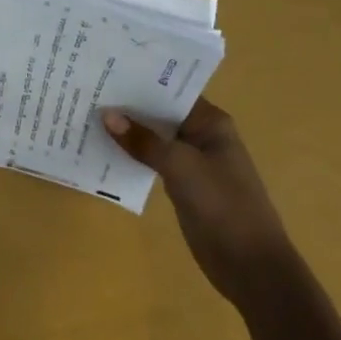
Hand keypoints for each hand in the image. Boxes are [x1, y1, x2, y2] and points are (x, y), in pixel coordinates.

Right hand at [104, 99, 291, 308]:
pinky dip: (134, 155)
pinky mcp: (184, 186)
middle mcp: (202, 135)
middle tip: (88, 89)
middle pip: (160, 113)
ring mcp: (193, 162)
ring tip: (88, 114)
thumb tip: (106, 114)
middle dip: (129, 106)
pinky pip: (154, 161)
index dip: (139, 81)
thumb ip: (143, 141)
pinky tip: (105, 149)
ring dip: (129, 132)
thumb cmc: (223, 206)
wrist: (253, 269)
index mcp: (210, 122)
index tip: (104, 70)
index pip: (169, 91)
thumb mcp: (181, 167)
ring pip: (155, 138)